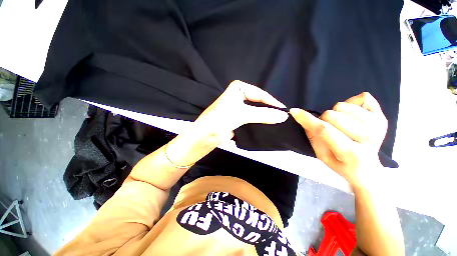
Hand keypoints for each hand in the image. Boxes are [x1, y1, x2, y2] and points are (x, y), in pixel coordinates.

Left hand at [193, 80, 288, 140]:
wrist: (204, 137)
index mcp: (238, 88)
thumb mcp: (242, 115)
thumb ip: (263, 115)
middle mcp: (238, 96)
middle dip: (269, 110)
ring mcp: (238, 107)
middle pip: (258, 102)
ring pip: (255, 111)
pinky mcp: (237, 118)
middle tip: (282, 118)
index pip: (260, 94)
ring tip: (277, 123)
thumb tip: (284, 116)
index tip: (284, 112)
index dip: (272, 103)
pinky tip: (266, 126)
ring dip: (264, 117)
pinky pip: (251, 118)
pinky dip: (258, 122)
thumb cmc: (219, 121)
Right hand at [290, 92, 387, 188]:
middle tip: (329, 129)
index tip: (295, 111)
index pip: (324, 130)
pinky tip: (354, 117)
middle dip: (323, 120)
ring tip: (342, 126)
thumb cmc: (342, 164)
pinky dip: (352, 105)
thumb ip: (313, 137)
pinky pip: (362, 97)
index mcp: (351, 152)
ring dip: (337, 114)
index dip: (307, 119)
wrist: (369, 171)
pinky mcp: (383, 117)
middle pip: (331, 115)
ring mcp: (378, 125)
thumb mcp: (322, 156)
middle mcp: (368, 137)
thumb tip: (305, 119)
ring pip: (343, 106)